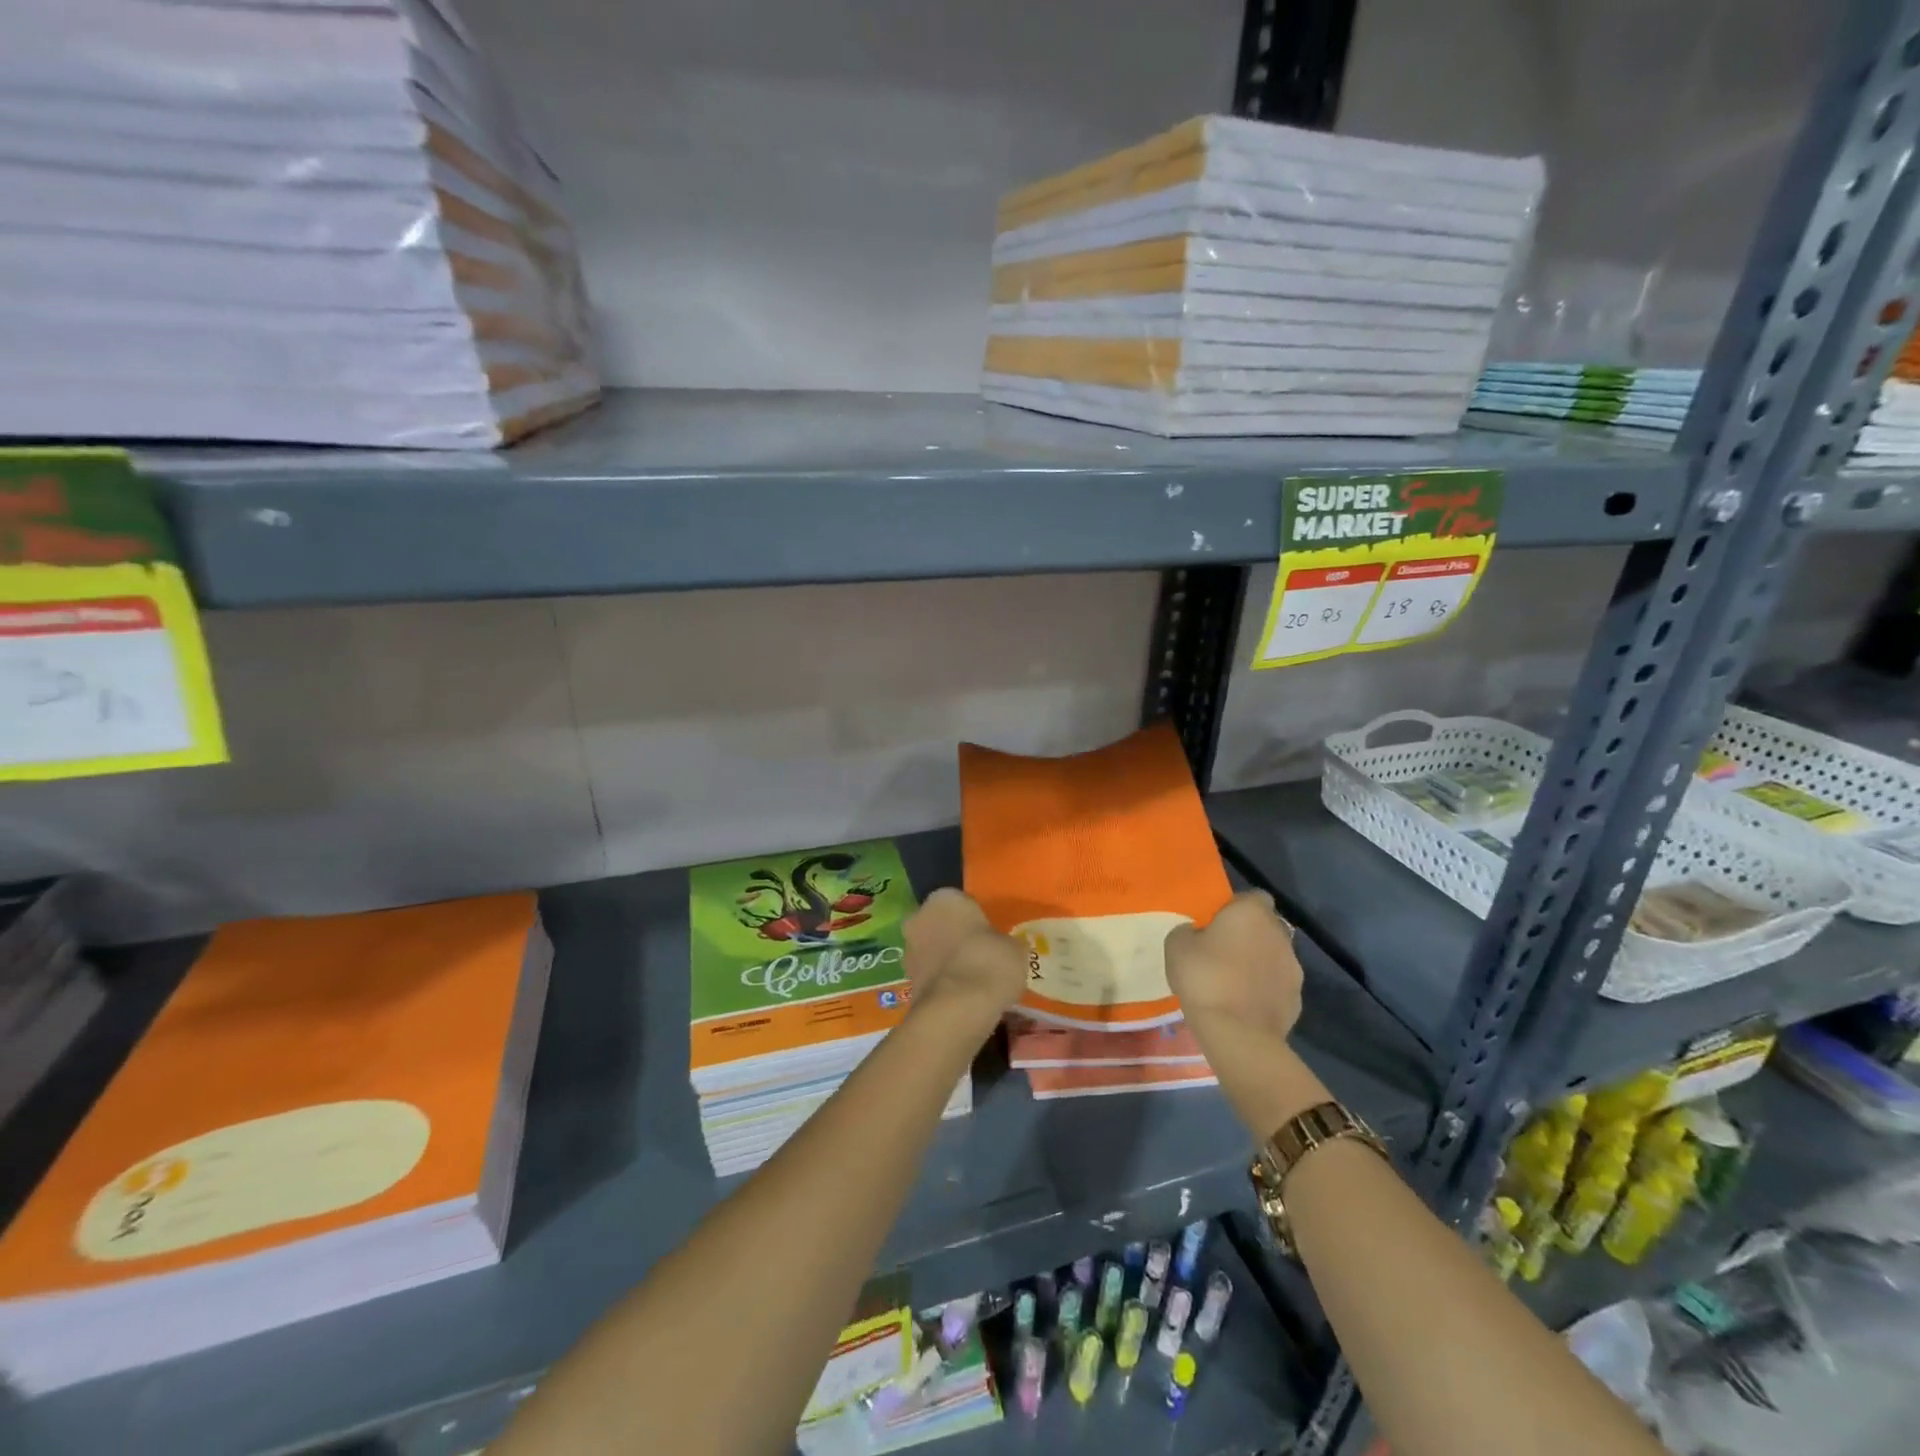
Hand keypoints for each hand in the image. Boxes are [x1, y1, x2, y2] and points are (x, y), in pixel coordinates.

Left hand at [903, 889, 1027, 1033]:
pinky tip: (962, 994)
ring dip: (946, 958)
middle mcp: (920, 917)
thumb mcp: (1014, 949)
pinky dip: (942, 980)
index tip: (989, 933)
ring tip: (972, 976)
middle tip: (979, 953)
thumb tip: (1009, 947)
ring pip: (932, 948)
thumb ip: (1007, 942)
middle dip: (955, 935)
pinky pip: (931, 973)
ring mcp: (909, 949)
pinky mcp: (907, 980)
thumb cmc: (988, 962)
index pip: (961, 901)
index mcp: (944, 898)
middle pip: (940, 923)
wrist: (958, 1008)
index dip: (975, 918)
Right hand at [1166, 891, 1323, 1137]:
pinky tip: (1243, 1004)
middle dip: (1248, 935)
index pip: (1252, 896)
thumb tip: (1197, 934)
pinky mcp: (1297, 999)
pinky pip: (1277, 985)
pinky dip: (1264, 989)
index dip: (1235, 907)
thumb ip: (1189, 931)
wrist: (1238, 1034)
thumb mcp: (1177, 946)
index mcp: (1251, 912)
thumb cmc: (1205, 978)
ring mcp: (1294, 968)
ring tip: (1232, 981)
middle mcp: (1279, 933)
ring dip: (1258, 962)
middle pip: (1265, 926)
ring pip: (1273, 956)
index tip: (1216, 922)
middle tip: (1221, 951)